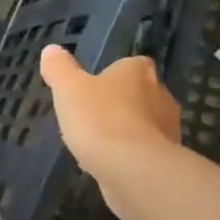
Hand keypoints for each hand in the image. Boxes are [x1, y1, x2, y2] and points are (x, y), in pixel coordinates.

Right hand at [40, 48, 181, 217]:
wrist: (133, 169)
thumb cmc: (100, 120)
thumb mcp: (68, 89)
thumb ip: (59, 69)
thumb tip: (51, 50)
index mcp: (139, 72)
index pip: (132, 65)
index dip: (115, 75)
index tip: (95, 88)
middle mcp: (161, 95)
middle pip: (140, 94)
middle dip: (121, 104)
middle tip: (93, 116)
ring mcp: (168, 129)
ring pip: (144, 124)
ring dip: (125, 131)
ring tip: (98, 144)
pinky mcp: (166, 159)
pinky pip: (144, 152)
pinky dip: (129, 156)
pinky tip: (109, 165)